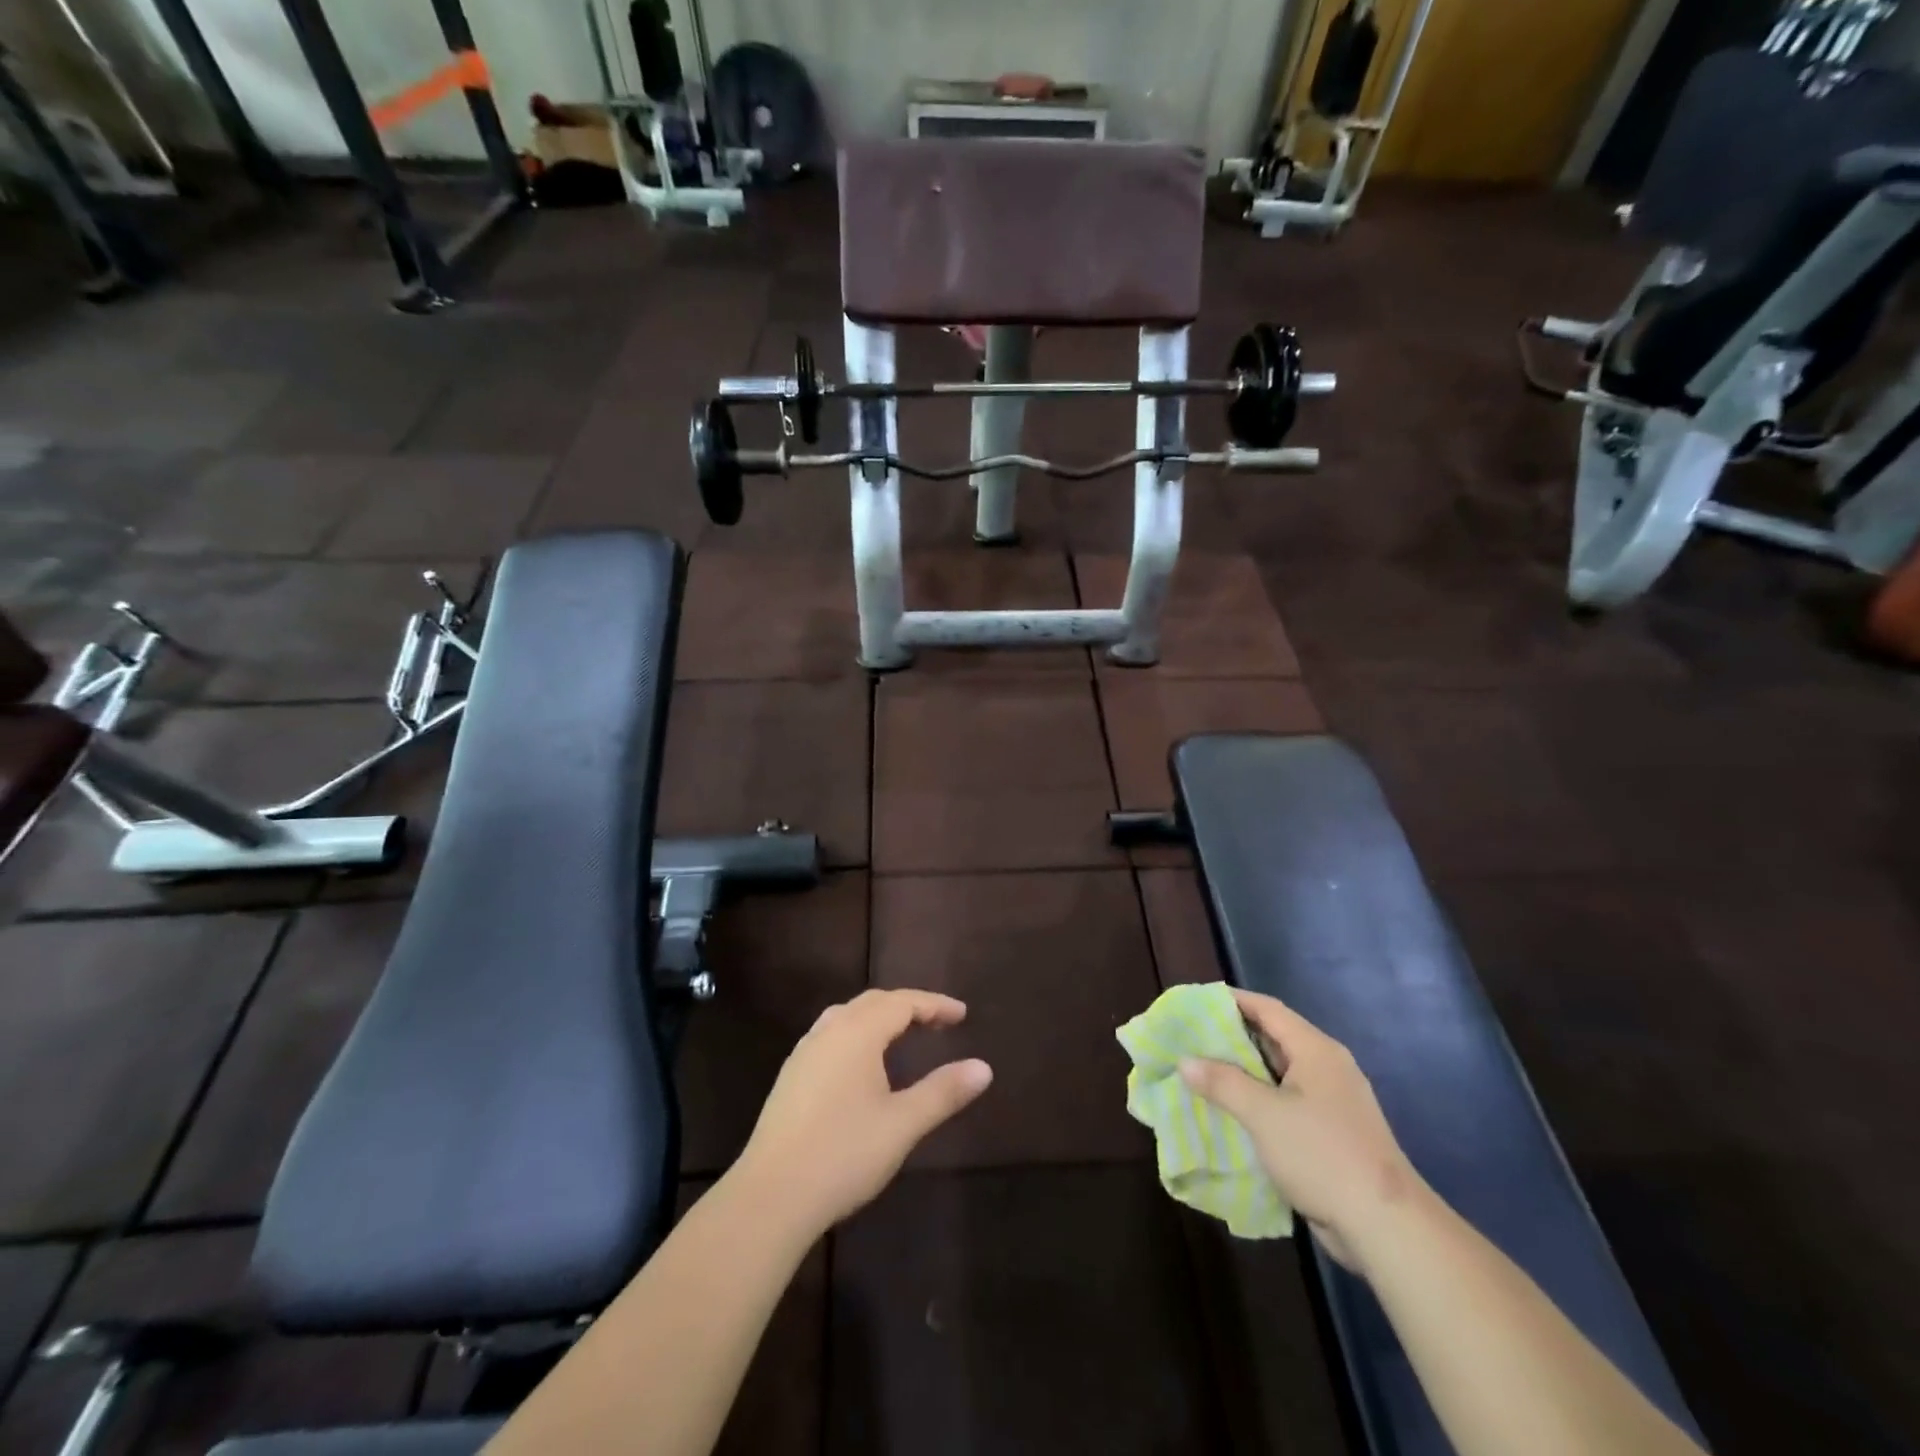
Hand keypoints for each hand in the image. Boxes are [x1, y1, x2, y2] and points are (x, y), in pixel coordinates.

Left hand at [736, 989, 993, 1234]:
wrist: (770, 1195)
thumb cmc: (843, 1154)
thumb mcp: (903, 1124)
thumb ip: (943, 1092)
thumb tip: (984, 1068)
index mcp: (857, 1032)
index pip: (902, 1002)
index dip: (934, 1004)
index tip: (962, 1014)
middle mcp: (829, 1031)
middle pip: (874, 1003)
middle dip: (909, 1006)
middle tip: (938, 1023)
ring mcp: (805, 1052)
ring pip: (848, 1016)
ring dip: (880, 1018)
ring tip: (903, 1035)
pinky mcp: (791, 1076)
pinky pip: (831, 1035)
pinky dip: (858, 1034)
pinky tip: (862, 1064)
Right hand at [1179, 989, 1425, 1271]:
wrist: (1386, 1226)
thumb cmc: (1322, 1154)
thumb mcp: (1263, 1114)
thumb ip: (1222, 1082)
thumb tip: (1185, 1061)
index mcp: (1316, 1050)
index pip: (1267, 1009)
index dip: (1231, 1001)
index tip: (1195, 1003)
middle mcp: (1327, 1067)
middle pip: (1273, 1038)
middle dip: (1232, 1038)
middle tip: (1191, 1039)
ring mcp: (1333, 1102)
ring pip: (1279, 1074)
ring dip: (1244, 1073)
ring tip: (1203, 1074)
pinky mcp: (1333, 1133)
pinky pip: (1288, 1103)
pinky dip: (1259, 1101)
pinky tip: (1234, 1113)